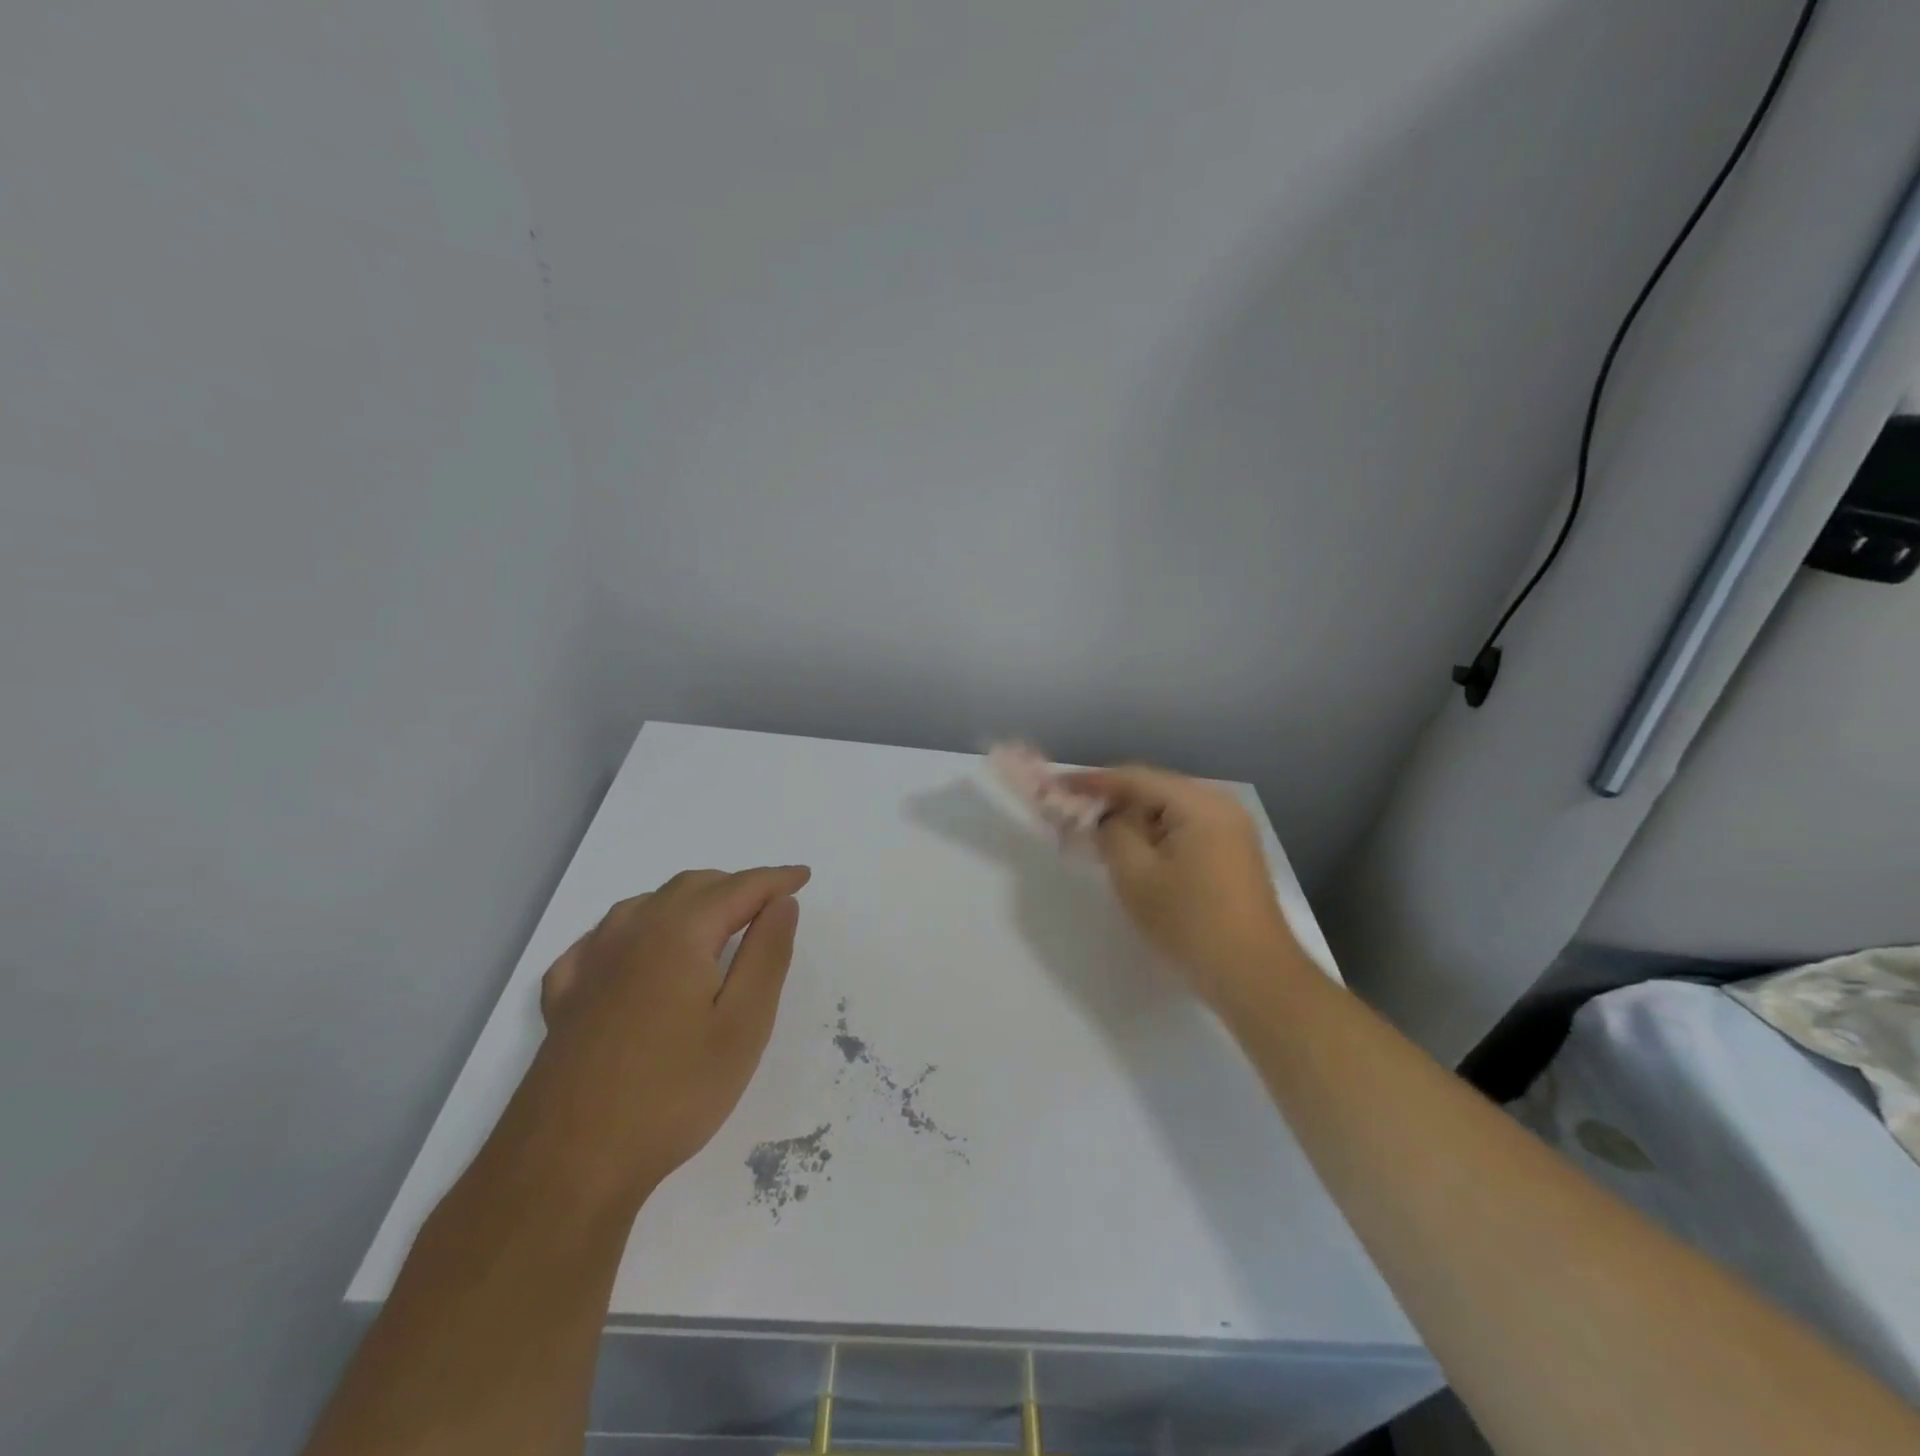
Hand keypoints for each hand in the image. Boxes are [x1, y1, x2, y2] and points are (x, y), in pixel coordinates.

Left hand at [523, 865, 810, 1207]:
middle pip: (691, 887)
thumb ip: (767, 954)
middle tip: (768, 905)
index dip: (775, 879)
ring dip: (686, 902)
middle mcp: (631, 932)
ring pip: (645, 905)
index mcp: (679, 932)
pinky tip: (638, 953)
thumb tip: (782, 902)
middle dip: (734, 886)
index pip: (738, 888)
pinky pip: (602, 940)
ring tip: (714, 922)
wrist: (567, 1165)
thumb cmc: (673, 1094)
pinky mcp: (563, 998)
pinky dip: (635, 930)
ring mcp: (590, 963)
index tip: (803, 877)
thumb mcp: (743, 1025)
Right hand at [1065, 766, 1303, 1013]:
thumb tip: (1106, 818)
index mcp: (1200, 803)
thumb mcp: (1136, 876)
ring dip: (1132, 822)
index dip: (1092, 782)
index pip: (1135, 778)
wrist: (1256, 978)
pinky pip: (1184, 831)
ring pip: (1168, 812)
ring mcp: (1232, 831)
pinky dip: (1154, 837)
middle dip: (1112, 802)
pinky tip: (1133, 855)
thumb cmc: (1191, 923)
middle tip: (1073, 815)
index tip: (1057, 787)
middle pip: (1154, 791)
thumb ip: (1111, 833)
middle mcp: (1221, 805)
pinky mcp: (1233, 855)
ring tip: (1097, 836)